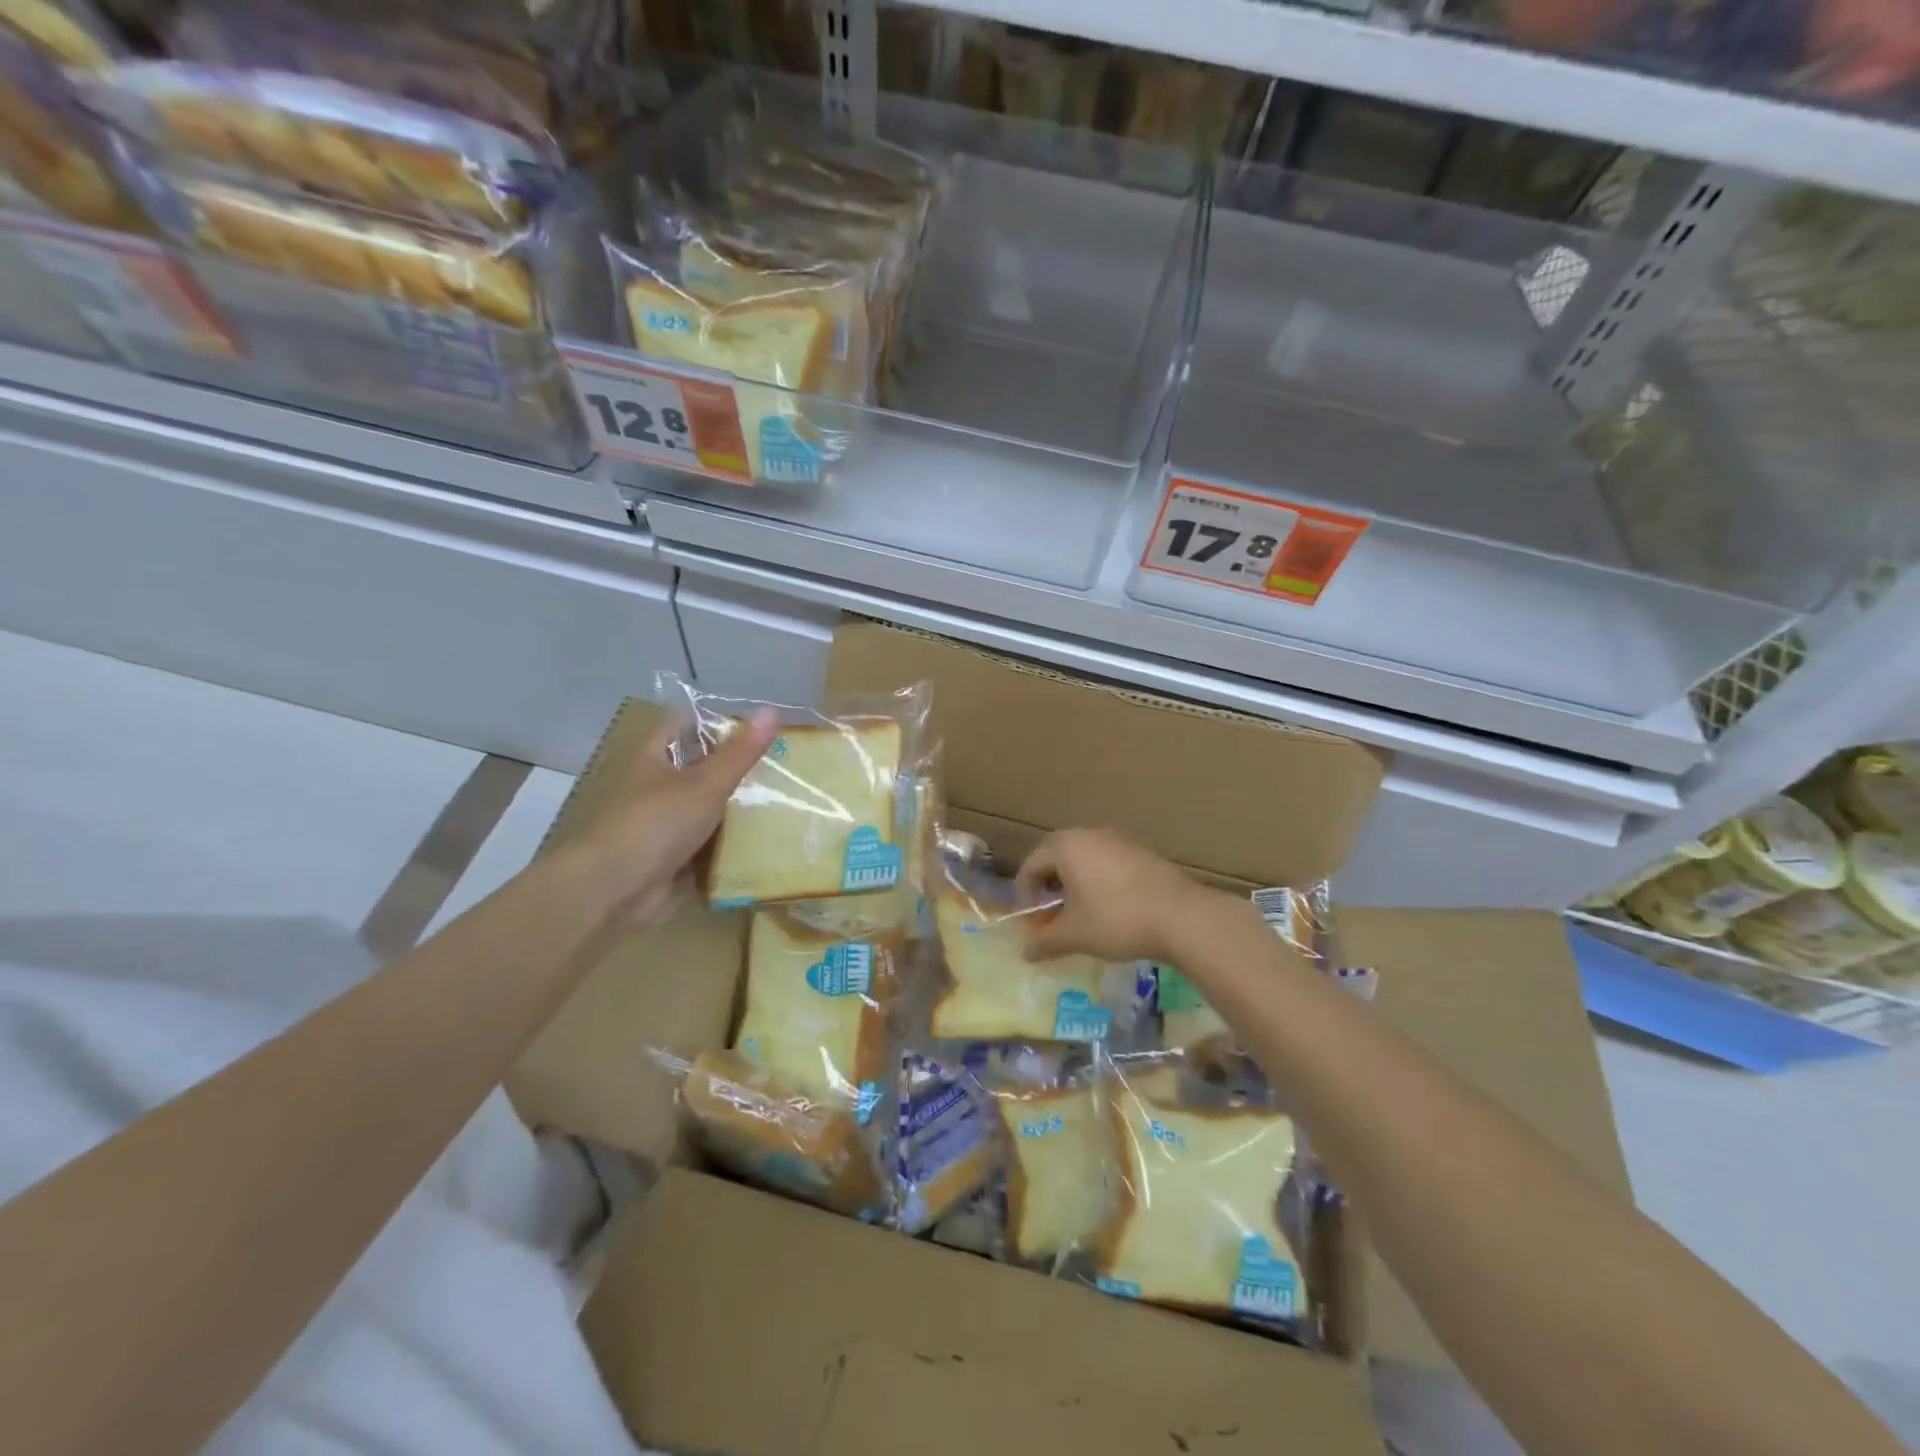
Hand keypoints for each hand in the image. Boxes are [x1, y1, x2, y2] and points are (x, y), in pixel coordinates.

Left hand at [575, 708, 777, 925]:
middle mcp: (653, 788)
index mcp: (652, 758)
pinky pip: (705, 846)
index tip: (755, 726)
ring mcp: (660, 826)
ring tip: (782, 802)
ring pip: (704, 810)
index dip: (714, 721)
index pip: (682, 725)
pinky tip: (763, 842)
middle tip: (780, 765)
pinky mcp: (669, 860)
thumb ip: (739, 753)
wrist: (613, 891)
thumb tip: (771, 710)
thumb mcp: (705, 784)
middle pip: (697, 769)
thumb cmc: (655, 824)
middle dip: (734, 769)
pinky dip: (728, 845)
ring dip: (734, 810)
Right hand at [1014, 828, 1220, 963]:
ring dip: (1073, 883)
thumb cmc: (1116, 920)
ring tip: (1079, 914)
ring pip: (1083, 858)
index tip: (1031, 922)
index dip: (1025, 895)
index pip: (1031, 865)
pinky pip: (1107, 862)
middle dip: (1048, 887)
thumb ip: (1045, 942)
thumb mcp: (1074, 935)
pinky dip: (1097, 881)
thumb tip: (1025, 952)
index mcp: (1066, 846)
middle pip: (1056, 856)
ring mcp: (1118, 840)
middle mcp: (1089, 834)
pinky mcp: (1141, 852)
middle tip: (1050, 915)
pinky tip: (1109, 908)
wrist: (1182, 916)